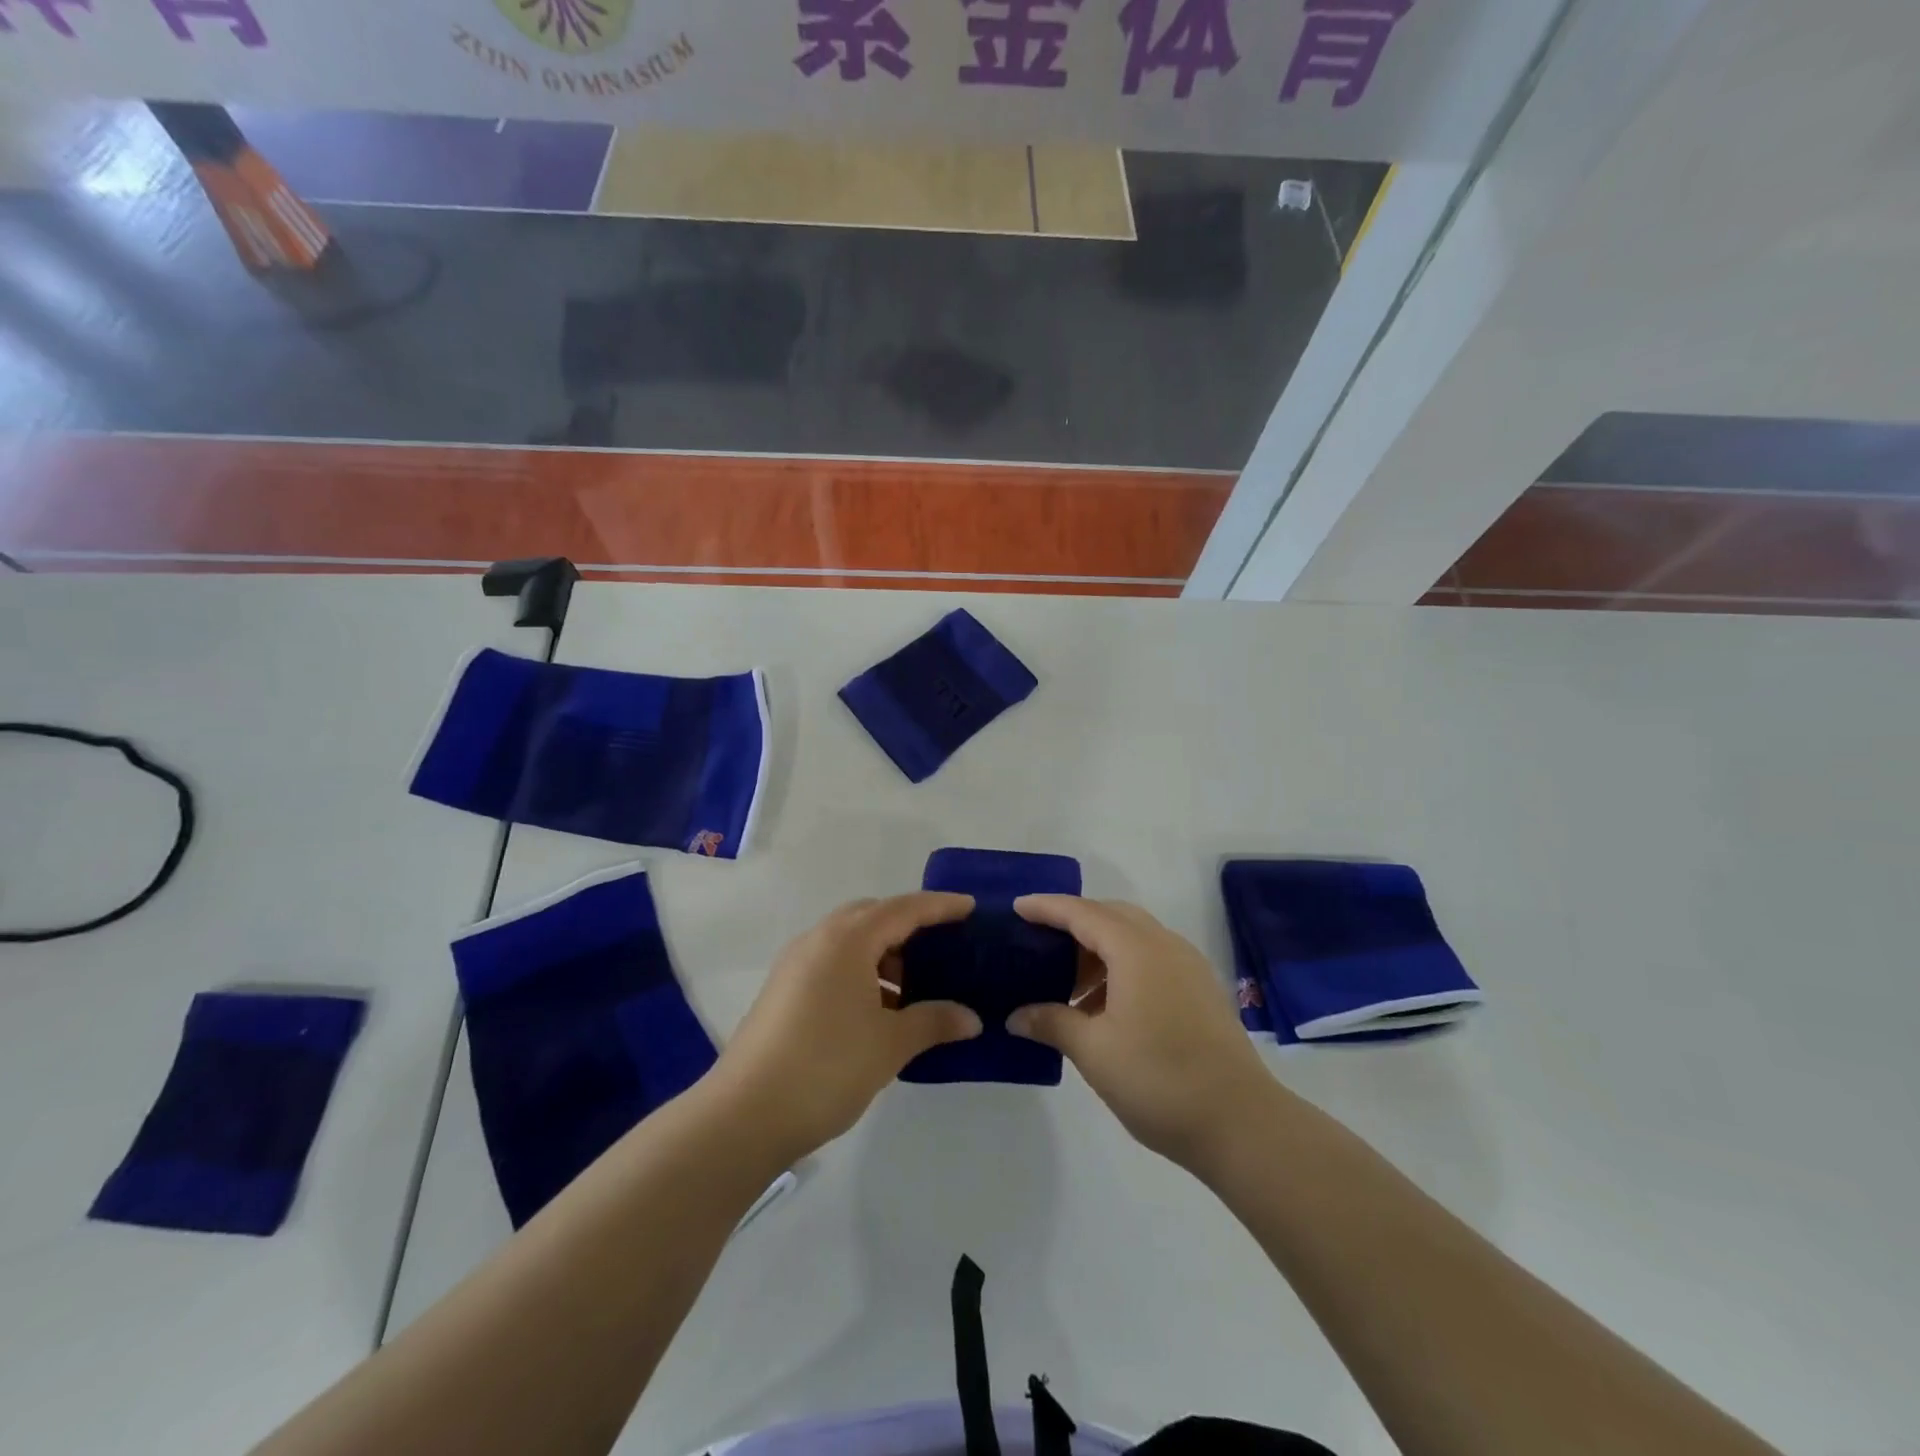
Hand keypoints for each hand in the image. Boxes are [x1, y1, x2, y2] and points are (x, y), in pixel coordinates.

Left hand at [715, 894, 982, 1160]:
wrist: (744, 1115)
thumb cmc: (826, 1068)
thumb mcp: (889, 1045)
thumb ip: (933, 1022)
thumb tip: (971, 1018)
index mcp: (847, 940)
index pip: (903, 909)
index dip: (939, 907)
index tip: (970, 907)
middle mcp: (818, 940)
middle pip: (872, 916)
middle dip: (908, 925)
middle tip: (941, 947)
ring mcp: (795, 965)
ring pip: (849, 940)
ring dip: (883, 952)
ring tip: (913, 987)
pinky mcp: (783, 990)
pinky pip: (832, 962)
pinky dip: (861, 971)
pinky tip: (878, 1009)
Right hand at [1009, 897, 1277, 1170]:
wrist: (1241, 1123)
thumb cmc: (1159, 1080)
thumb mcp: (1094, 1052)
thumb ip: (1052, 1023)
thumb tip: (1016, 1016)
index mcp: (1137, 950)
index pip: (1083, 913)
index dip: (1047, 907)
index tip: (1017, 907)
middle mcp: (1165, 946)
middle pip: (1112, 915)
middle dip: (1074, 923)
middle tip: (1041, 945)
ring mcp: (1189, 966)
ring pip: (1135, 936)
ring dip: (1100, 949)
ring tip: (1071, 987)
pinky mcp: (1202, 990)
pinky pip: (1154, 958)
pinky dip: (1123, 966)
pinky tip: (1108, 1006)